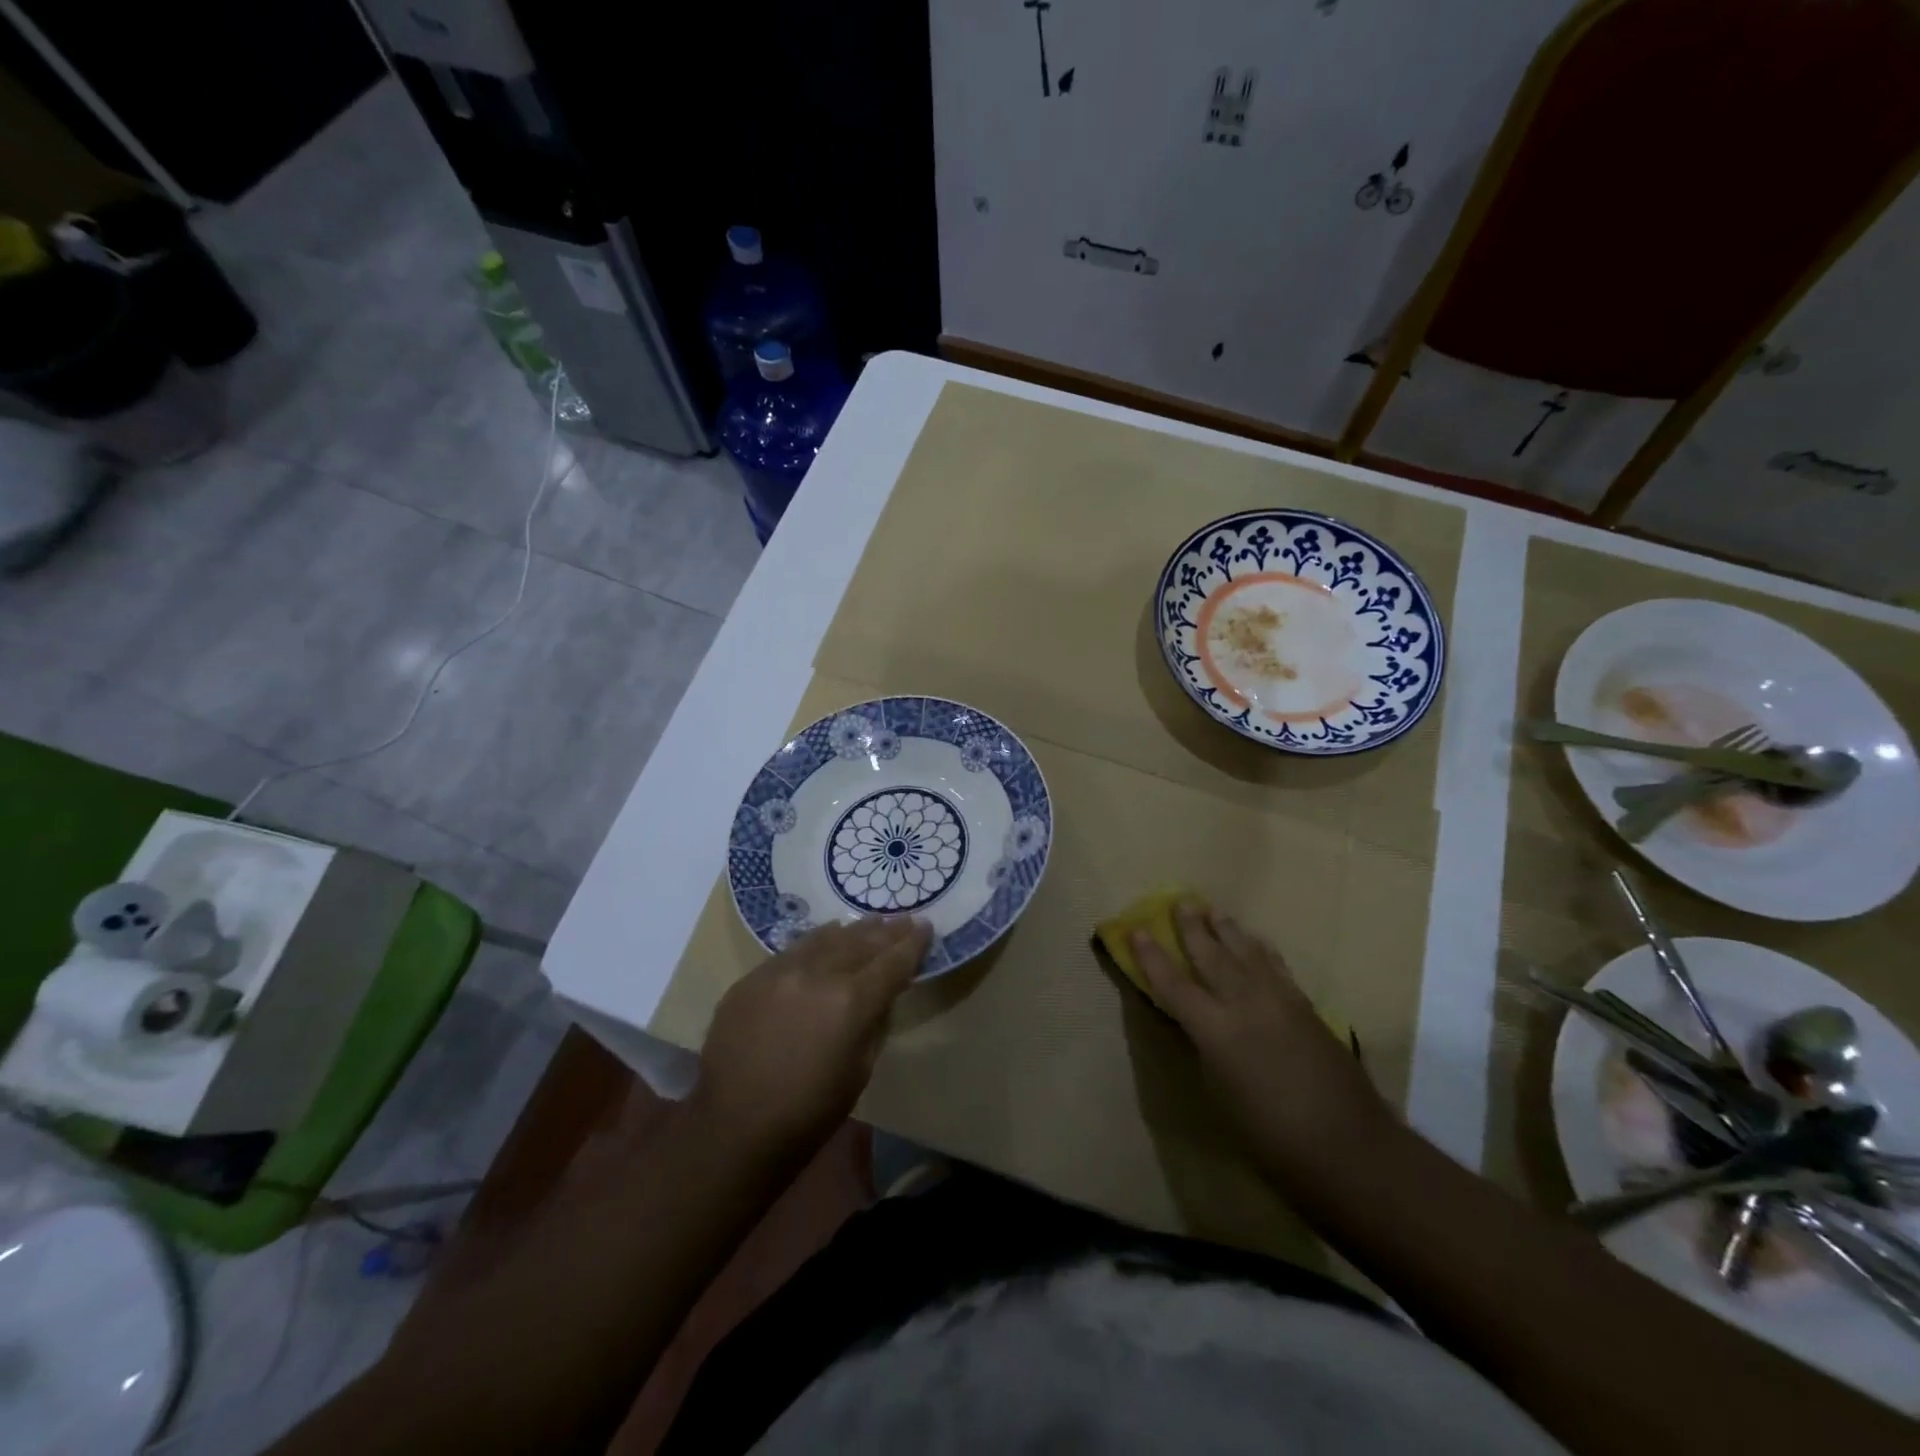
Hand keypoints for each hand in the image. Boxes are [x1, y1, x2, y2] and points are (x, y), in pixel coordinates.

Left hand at [692, 916, 931, 1161]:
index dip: (913, 944)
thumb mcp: (861, 1070)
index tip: (927, 927)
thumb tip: (882, 993)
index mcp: (851, 1001)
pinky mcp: (752, 978)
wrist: (733, 1128)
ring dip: (853, 930)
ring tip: (871, 922)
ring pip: (826, 938)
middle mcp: (817, 974)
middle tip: (905, 920)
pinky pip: (793, 949)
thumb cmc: (809, 1112)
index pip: (892, 962)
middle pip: (861, 942)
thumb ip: (875, 1021)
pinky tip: (827, 936)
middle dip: (887, 931)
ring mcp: (780, 971)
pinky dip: (817, 941)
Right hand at [1132, 902, 1392, 1179]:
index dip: (1152, 957)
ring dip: (1228, 931)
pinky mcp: (1306, 1008)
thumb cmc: (1271, 1137)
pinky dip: (1261, 950)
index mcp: (1216, 1030)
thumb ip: (1206, 1050)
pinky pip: (1276, 967)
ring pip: (1247, 953)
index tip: (1136, 929)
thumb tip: (1199, 1024)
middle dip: (1193, 928)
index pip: (1173, 984)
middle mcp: (1245, 1005)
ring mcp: (1280, 1002)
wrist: (1350, 1148)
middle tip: (1180, 901)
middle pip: (1212, 956)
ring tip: (1214, 911)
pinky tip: (1257, 943)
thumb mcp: (1220, 1095)